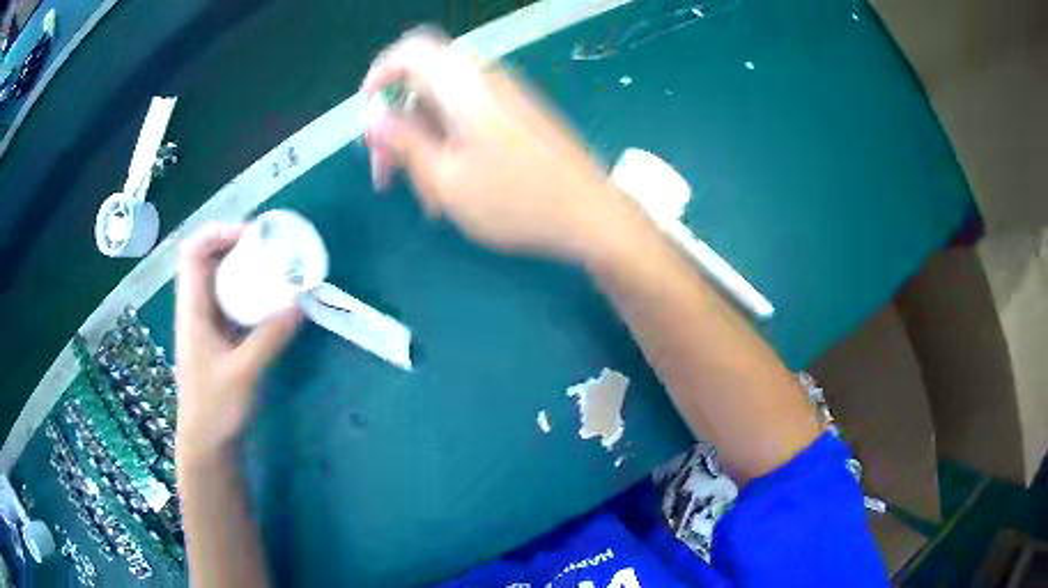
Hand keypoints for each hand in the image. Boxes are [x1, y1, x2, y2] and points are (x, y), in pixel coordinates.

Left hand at [174, 224, 301, 462]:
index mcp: (192, 308)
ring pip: (221, 279)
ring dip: (245, 267)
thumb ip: (270, 337)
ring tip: (275, 267)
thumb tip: (299, 301)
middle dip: (237, 245)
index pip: (193, 252)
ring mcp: (207, 323)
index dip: (219, 233)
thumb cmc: (215, 408)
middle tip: (270, 247)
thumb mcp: (244, 372)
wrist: (207, 443)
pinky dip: (250, 292)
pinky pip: (232, 301)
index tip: (252, 236)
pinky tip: (271, 301)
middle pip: (209, 259)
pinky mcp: (219, 338)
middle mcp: (197, 308)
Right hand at [362, 29, 630, 260]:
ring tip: (427, 197)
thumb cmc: (514, 200)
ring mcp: (506, 96)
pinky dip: (450, 146)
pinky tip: (453, 188)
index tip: (367, 116)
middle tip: (386, 174)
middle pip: (424, 85)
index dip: (379, 76)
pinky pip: (470, 119)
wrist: (589, 214)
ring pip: (445, 109)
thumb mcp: (444, 177)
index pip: (410, 52)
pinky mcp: (519, 115)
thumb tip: (372, 116)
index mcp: (464, 84)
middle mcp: (485, 79)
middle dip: (398, 125)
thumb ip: (402, 141)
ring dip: (424, 145)